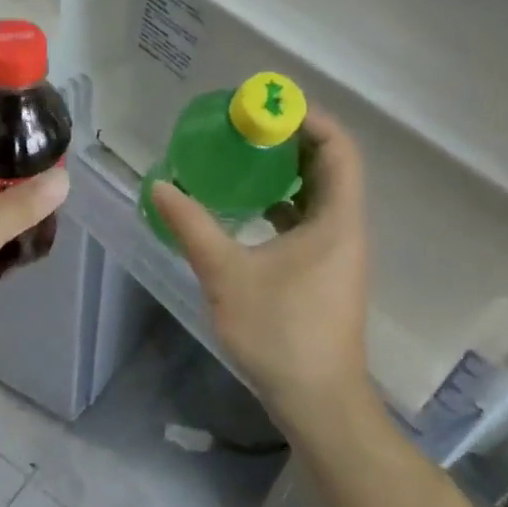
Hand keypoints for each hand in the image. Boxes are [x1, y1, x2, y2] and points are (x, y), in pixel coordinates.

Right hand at [150, 109, 381, 437]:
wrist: (318, 401)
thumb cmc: (281, 333)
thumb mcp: (227, 274)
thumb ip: (192, 226)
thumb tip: (161, 186)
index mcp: (336, 220)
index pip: (338, 148)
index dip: (309, 118)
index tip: (267, 106)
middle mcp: (346, 228)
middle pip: (330, 165)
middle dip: (291, 139)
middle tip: (247, 126)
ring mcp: (340, 252)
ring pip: (321, 193)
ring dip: (287, 170)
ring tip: (244, 157)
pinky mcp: (327, 271)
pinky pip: (311, 219)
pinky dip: (284, 202)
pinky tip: (249, 208)